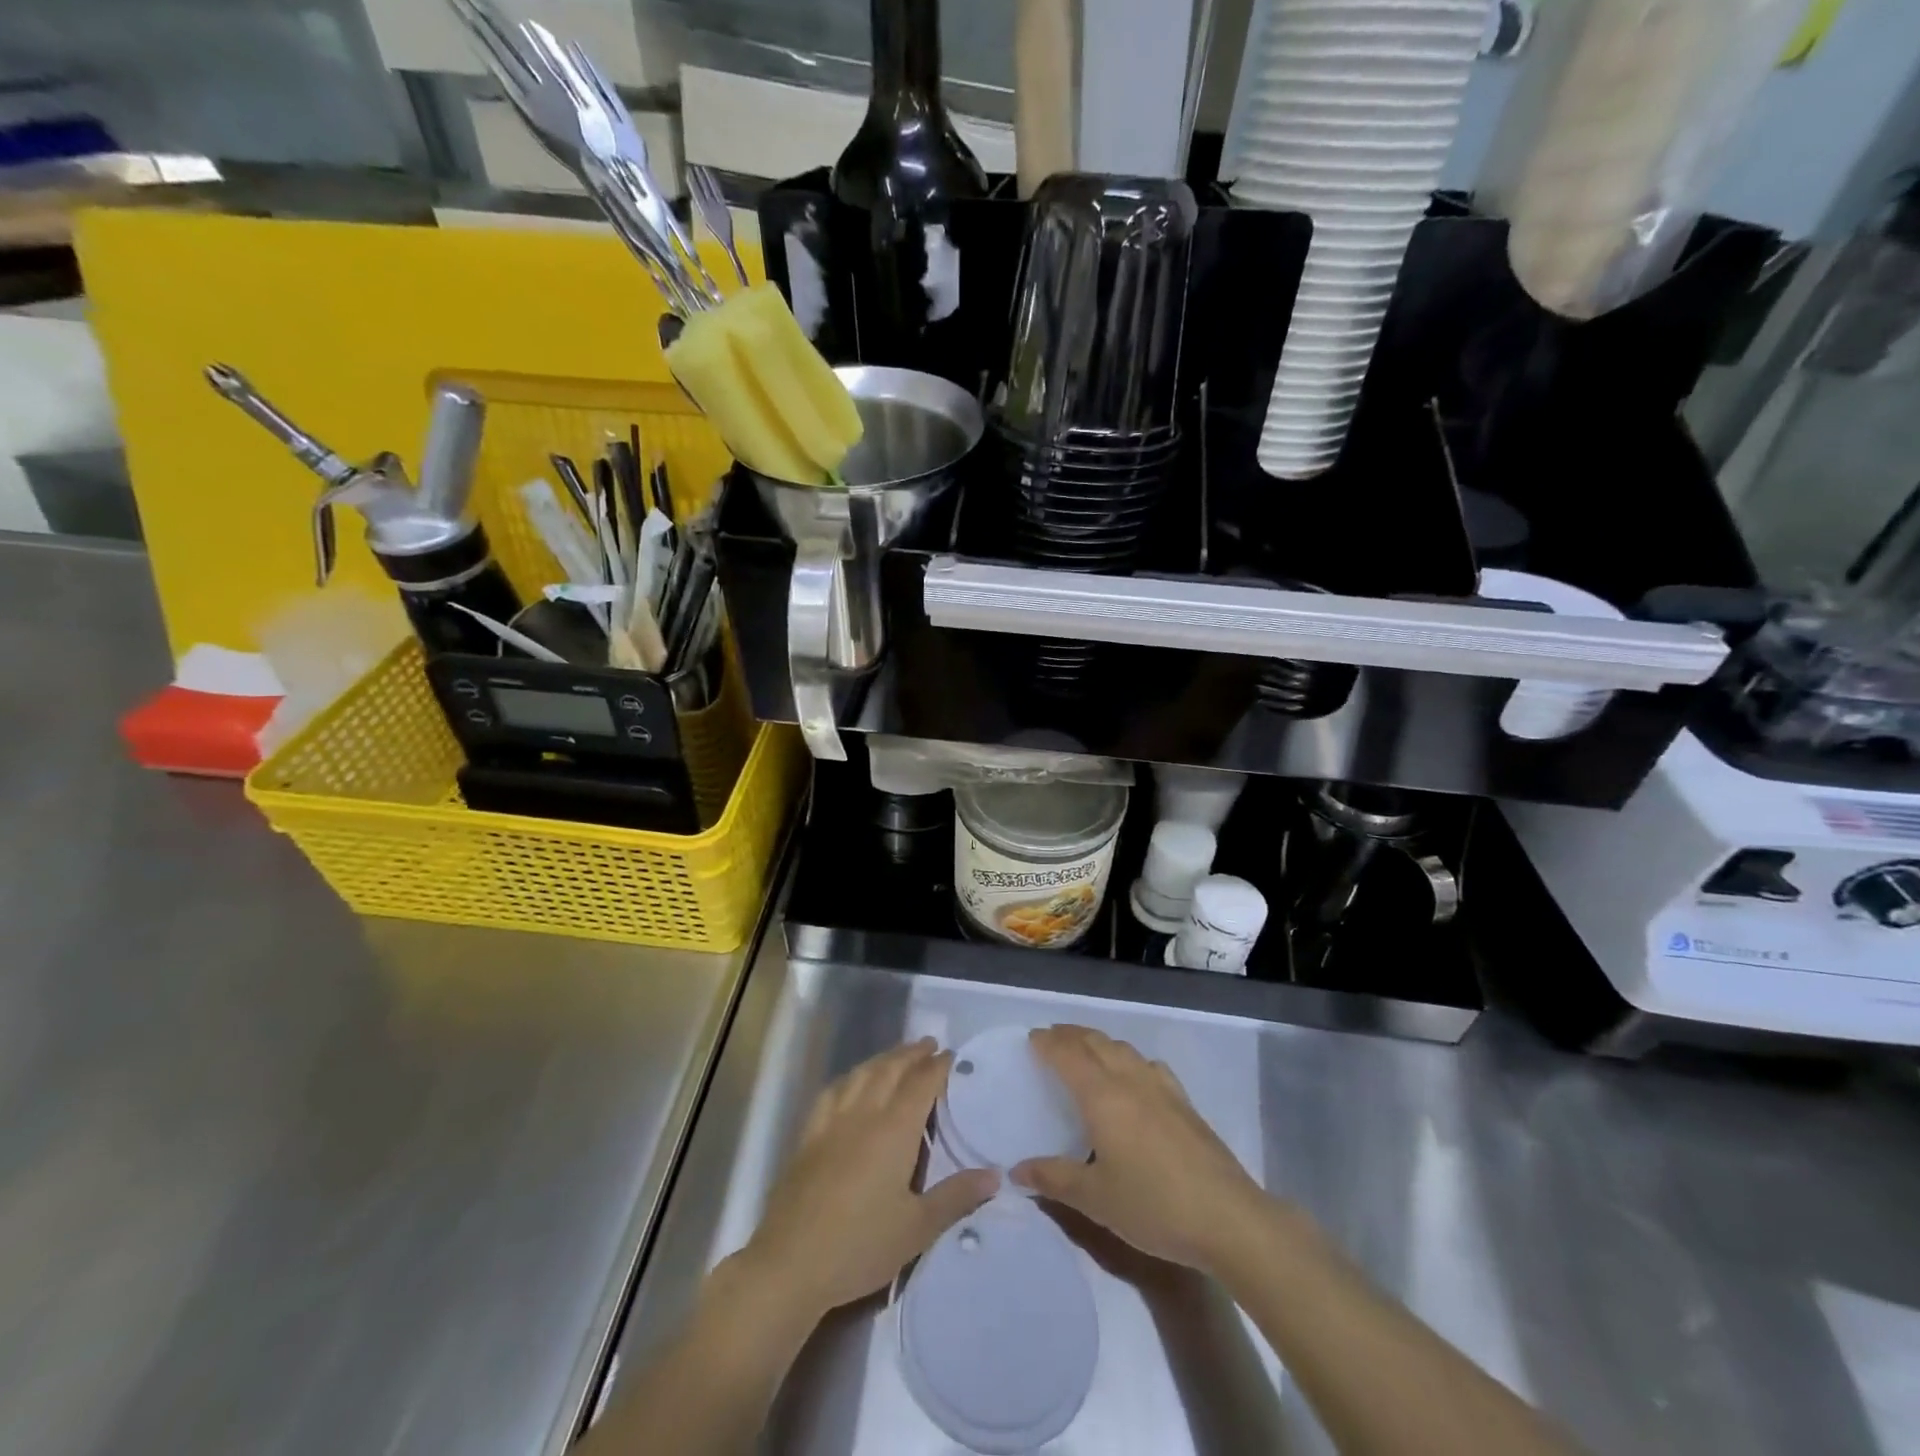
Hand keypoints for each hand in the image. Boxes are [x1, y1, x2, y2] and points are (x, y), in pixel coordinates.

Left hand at [735, 1039, 998, 1326]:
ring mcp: (832, 1122)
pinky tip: (851, 1082)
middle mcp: (864, 1114)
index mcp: (894, 1129)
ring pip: (861, 1074)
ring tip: (897, 1055)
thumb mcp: (917, 1228)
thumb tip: (994, 1175)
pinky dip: (850, 1078)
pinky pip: (833, 1092)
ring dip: (883, 1059)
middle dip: (912, 1054)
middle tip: (929, 1044)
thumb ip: (956, 1197)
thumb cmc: (860, 1246)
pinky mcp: (809, 1136)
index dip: (938, 1066)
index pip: (921, 1084)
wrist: (791, 1264)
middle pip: (890, 1070)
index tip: (952, 1055)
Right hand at [1011, 1025, 1270, 1275]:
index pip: (1068, 1055)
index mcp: (1102, 1096)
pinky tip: (1133, 1076)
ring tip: (1085, 1050)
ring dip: (1099, 1042)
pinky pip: (1148, 1064)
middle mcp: (1130, 1080)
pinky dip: (1129, 1058)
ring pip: (1123, 1049)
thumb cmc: (1153, 1206)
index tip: (1032, 1038)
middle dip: (1070, 1035)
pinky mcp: (1184, 1102)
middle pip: (1095, 1042)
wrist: (1227, 1218)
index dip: (1048, 1043)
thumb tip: (1017, 1170)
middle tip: (1051, 1038)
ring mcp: (1161, 1088)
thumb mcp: (1096, 1199)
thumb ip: (1054, 1179)